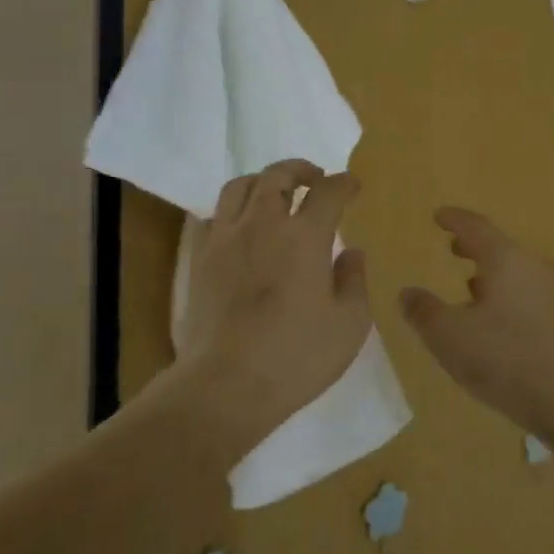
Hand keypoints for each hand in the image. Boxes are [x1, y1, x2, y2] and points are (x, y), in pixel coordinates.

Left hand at [178, 159, 372, 445]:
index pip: (327, 192)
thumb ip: (354, 280)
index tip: (352, 185)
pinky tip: (241, 226)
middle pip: (277, 175)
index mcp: (304, 236)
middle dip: (300, 169)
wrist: (226, 384)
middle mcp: (262, 224)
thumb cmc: (297, 357)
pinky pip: (214, 215)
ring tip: (276, 193)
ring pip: (240, 187)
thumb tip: (351, 251)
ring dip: (263, 181)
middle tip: (314, 178)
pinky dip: (233, 209)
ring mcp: (226, 238)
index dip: (343, 183)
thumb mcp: (349, 324)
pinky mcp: (200, 258)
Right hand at [399, 208, 553, 435]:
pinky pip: (527, 295)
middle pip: (500, 247)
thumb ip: (423, 311)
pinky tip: (495, 318)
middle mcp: (533, 268)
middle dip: (474, 246)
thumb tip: (407, 293)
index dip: (454, 220)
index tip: (439, 216)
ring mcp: (552, 295)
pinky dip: (506, 295)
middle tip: (453, 246)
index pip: (476, 227)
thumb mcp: (447, 335)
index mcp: (505, 259)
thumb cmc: (503, 356)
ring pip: (516, 272)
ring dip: (491, 273)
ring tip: (470, 282)